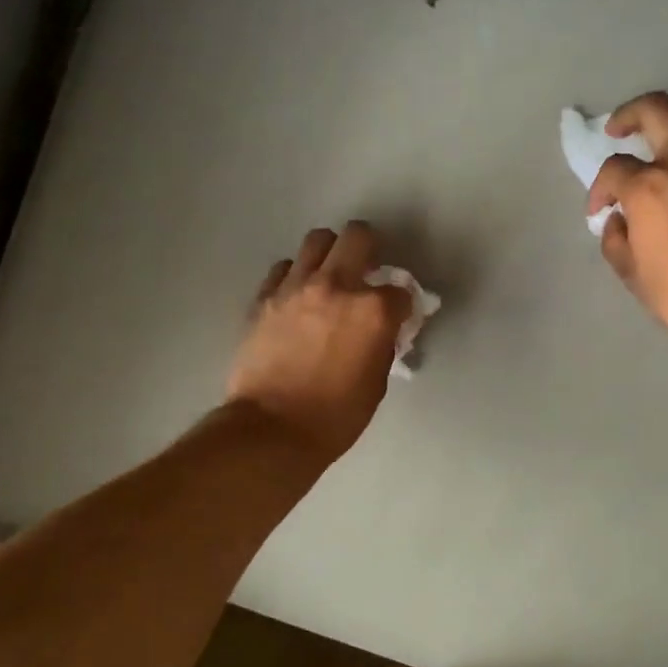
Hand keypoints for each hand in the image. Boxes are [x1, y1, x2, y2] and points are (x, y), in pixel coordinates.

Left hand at [227, 222, 412, 463]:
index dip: (402, 303)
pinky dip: (296, 275)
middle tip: (367, 270)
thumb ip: (382, 344)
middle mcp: (336, 286)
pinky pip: (284, 268)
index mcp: (373, 311)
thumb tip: (382, 331)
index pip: (401, 290)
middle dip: (369, 249)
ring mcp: (295, 287)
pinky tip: (298, 296)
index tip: (397, 316)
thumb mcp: (376, 382)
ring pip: (317, 241)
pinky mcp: (265, 297)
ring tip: (329, 277)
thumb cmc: (335, 416)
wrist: (272, 429)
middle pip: (358, 237)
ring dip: (330, 253)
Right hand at [589, 92, 667, 349]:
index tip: (600, 209)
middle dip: (628, 115)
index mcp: (648, 188)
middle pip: (654, 109)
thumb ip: (616, 241)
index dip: (599, 189)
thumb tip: (618, 220)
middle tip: (619, 130)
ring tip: (667, 131)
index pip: (613, 169)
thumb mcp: (633, 276)